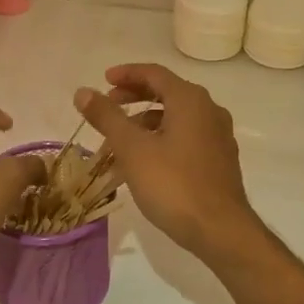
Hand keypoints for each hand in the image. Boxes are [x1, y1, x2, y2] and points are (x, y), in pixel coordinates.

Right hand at [75, 64, 265, 264]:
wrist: (219, 229)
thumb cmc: (174, 185)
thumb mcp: (132, 149)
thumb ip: (107, 117)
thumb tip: (83, 92)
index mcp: (190, 100)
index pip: (155, 73)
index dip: (126, 74)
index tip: (103, 81)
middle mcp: (209, 111)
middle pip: (167, 93)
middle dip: (134, 98)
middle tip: (107, 108)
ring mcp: (219, 136)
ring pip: (176, 119)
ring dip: (145, 124)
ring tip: (118, 144)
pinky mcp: (220, 160)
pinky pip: (186, 139)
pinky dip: (162, 141)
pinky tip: (144, 164)